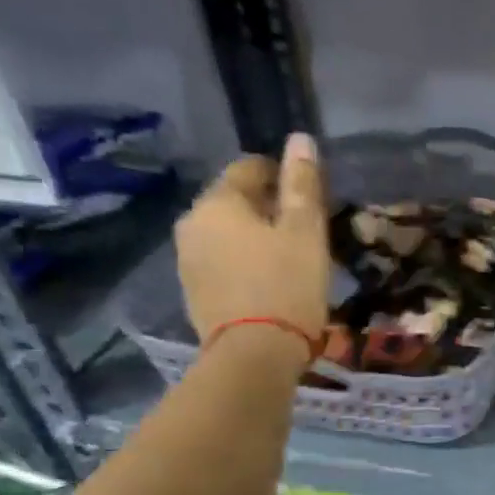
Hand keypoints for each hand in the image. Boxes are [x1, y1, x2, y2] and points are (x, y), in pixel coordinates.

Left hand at [176, 133, 329, 350]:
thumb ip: (302, 184)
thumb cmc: (287, 285)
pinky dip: (242, 264)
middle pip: (234, 202)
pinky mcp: (193, 293)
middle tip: (302, 230)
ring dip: (253, 238)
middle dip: (266, 209)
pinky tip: (268, 282)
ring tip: (288, 258)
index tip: (308, 196)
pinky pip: (221, 263)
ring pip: (226, 234)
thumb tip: (299, 139)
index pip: (249, 168)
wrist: (254, 356)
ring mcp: (187, 261)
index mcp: (217, 202)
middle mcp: (192, 224)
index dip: (281, 175)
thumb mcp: (305, 231)